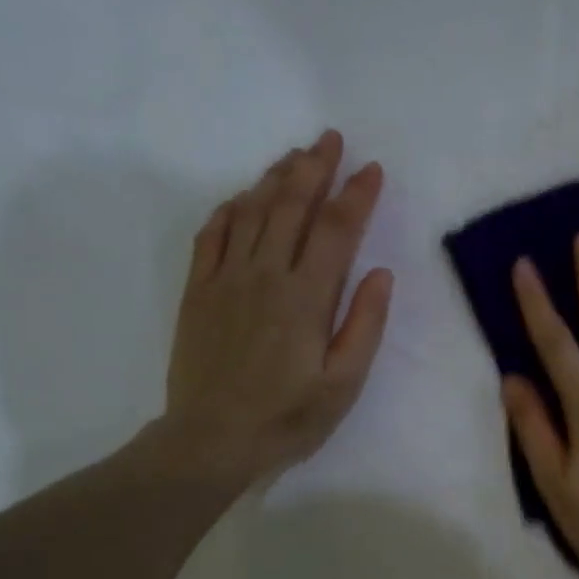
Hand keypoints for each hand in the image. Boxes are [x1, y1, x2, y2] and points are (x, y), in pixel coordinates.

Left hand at [158, 129, 392, 489]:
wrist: (211, 439)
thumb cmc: (288, 417)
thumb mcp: (344, 382)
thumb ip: (364, 325)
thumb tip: (380, 273)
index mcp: (307, 298)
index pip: (337, 230)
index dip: (357, 195)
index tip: (372, 169)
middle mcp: (265, 275)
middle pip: (291, 207)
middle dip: (314, 168)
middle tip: (330, 139)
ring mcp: (226, 279)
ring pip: (251, 212)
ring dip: (275, 178)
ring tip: (294, 156)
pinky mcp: (199, 290)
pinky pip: (212, 234)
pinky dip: (230, 208)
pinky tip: (243, 197)